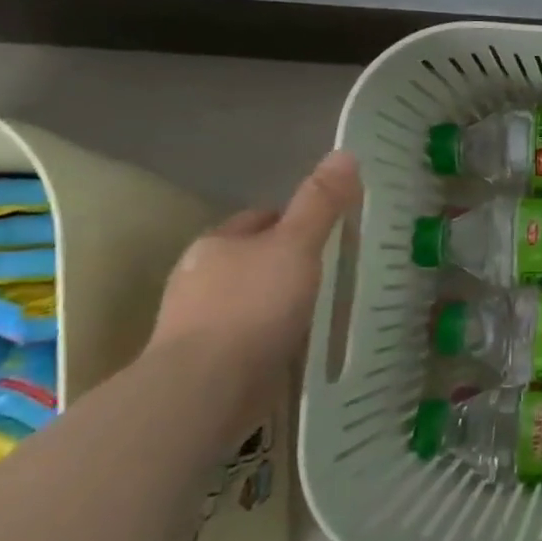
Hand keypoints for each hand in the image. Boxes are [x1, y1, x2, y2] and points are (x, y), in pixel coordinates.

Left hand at [147, 151, 361, 440]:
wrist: (206, 388)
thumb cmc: (253, 306)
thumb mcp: (297, 246)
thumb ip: (320, 203)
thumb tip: (345, 152)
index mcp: (217, 243)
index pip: (260, 219)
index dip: (294, 220)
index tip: (329, 233)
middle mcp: (199, 277)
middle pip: (252, 258)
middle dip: (285, 262)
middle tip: (332, 270)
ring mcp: (197, 322)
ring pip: (248, 297)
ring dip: (277, 300)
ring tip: (319, 308)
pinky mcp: (205, 361)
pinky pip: (246, 334)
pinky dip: (269, 334)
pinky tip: (294, 343)